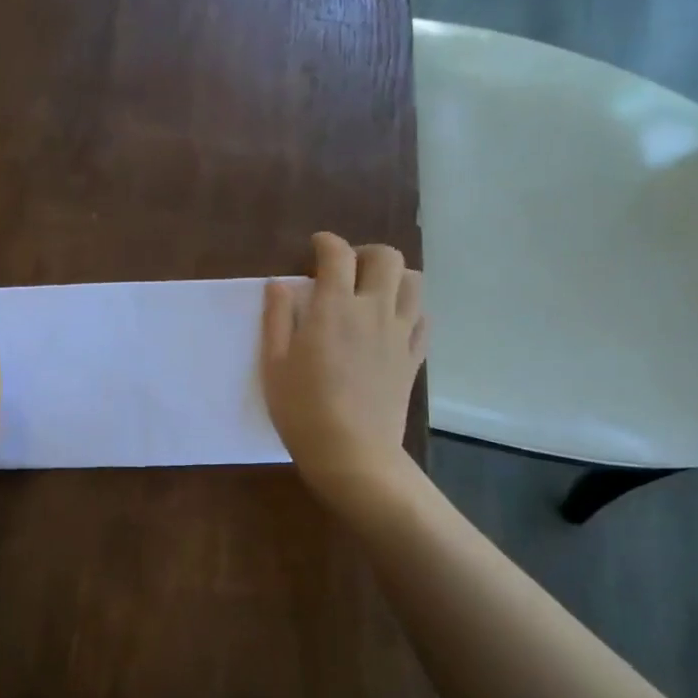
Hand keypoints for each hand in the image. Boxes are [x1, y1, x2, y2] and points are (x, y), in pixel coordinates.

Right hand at [261, 232, 426, 510]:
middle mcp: (373, 310)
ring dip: (394, 276)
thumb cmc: (302, 409)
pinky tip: (391, 322)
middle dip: (365, 252)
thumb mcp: (274, 363)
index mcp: (334, 308)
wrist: (352, 454)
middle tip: (345, 270)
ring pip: (414, 282)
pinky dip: (410, 309)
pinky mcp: (413, 357)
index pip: (337, 254)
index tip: (314, 248)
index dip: (325, 243)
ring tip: (372, 291)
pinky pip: (423, 318)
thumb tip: (278, 284)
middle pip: (386, 257)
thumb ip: (277, 318)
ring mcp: (400, 333)